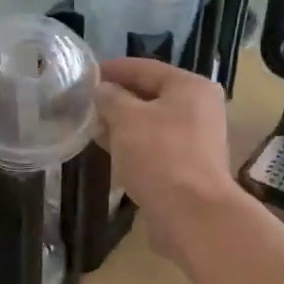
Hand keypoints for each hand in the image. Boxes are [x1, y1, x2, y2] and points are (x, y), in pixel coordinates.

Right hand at [95, 58, 241, 259]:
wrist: (191, 214)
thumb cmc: (160, 156)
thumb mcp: (126, 119)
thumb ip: (110, 98)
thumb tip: (101, 90)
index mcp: (190, 87)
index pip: (145, 68)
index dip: (113, 70)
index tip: (84, 75)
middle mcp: (200, 109)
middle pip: (151, 96)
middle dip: (117, 100)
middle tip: (84, 103)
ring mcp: (197, 140)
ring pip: (152, 124)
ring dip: (124, 125)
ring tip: (92, 128)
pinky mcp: (189, 168)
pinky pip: (156, 148)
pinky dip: (134, 147)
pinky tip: (112, 153)